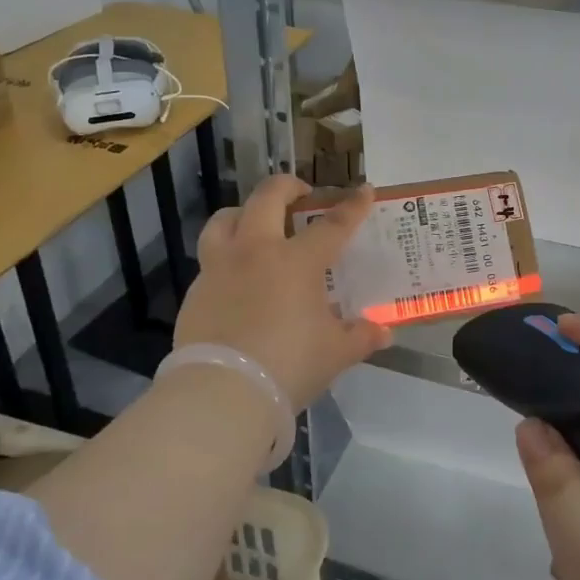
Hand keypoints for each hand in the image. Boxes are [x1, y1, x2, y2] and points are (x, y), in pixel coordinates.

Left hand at [173, 174, 390, 410]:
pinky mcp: (196, 291)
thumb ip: (360, 337)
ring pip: (225, 220)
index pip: (332, 225)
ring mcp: (219, 268)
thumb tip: (383, 332)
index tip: (364, 191)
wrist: (223, 392)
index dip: (352, 206)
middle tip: (300, 194)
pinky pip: (210, 261)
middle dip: (287, 186)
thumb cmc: (289, 365)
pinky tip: (235, 280)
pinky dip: (226, 259)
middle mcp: (256, 252)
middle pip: (267, 198)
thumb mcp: (335, 353)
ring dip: (243, 213)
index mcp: (296, 261)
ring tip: (254, 223)